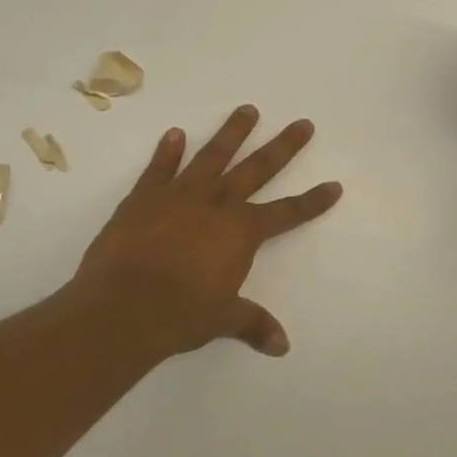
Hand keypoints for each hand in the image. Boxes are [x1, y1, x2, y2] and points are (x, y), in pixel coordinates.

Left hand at [68, 105, 342, 358]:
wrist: (122, 308)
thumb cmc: (181, 314)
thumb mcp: (224, 319)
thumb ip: (253, 324)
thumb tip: (282, 347)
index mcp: (242, 232)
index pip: (288, 213)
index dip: (313, 201)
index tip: (335, 185)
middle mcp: (217, 204)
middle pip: (258, 168)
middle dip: (284, 146)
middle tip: (302, 124)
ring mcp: (180, 195)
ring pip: (212, 156)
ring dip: (232, 133)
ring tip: (247, 110)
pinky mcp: (144, 197)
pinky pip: (160, 168)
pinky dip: (167, 151)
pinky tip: (175, 134)